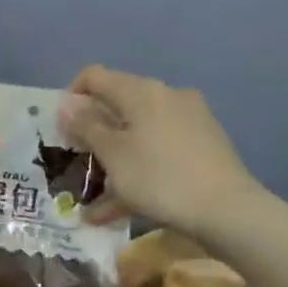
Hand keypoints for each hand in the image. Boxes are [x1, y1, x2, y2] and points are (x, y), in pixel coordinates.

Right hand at [57, 66, 262, 237]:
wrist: (227, 210)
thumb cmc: (159, 177)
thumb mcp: (112, 154)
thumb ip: (86, 126)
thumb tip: (67, 104)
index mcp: (141, 92)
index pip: (94, 76)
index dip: (71, 98)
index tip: (60, 130)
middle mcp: (166, 97)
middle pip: (117, 105)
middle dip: (92, 133)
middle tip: (75, 162)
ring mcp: (189, 120)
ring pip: (137, 133)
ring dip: (112, 159)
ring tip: (94, 195)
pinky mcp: (202, 145)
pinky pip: (158, 151)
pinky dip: (137, 170)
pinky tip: (120, 206)